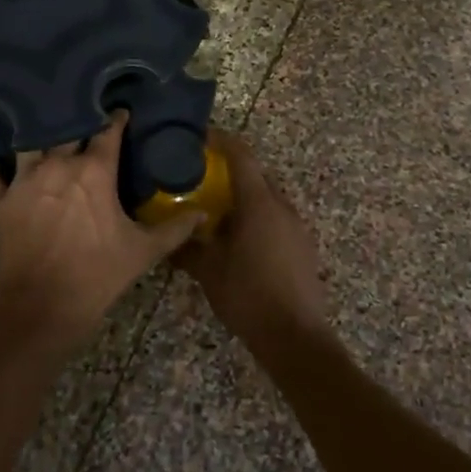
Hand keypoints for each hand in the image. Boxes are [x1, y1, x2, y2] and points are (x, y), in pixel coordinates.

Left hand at [0, 110, 201, 353]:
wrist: (39, 306)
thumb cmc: (96, 275)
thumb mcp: (143, 252)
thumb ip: (175, 229)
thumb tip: (204, 214)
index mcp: (95, 171)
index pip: (108, 132)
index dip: (116, 119)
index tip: (121, 111)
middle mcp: (58, 165)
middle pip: (67, 129)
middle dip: (77, 120)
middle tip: (83, 114)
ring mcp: (25, 180)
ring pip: (30, 143)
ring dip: (38, 136)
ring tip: (42, 130)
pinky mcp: (1, 201)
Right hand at [176, 130, 327, 345]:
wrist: (295, 336)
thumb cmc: (248, 295)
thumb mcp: (208, 271)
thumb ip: (186, 248)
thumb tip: (167, 237)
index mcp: (259, 203)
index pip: (241, 155)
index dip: (222, 140)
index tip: (201, 135)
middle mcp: (282, 206)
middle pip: (257, 175)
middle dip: (231, 170)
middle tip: (202, 177)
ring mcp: (297, 227)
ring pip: (268, 198)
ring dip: (245, 197)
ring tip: (217, 210)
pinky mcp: (303, 247)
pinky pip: (276, 219)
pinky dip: (257, 218)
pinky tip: (239, 240)